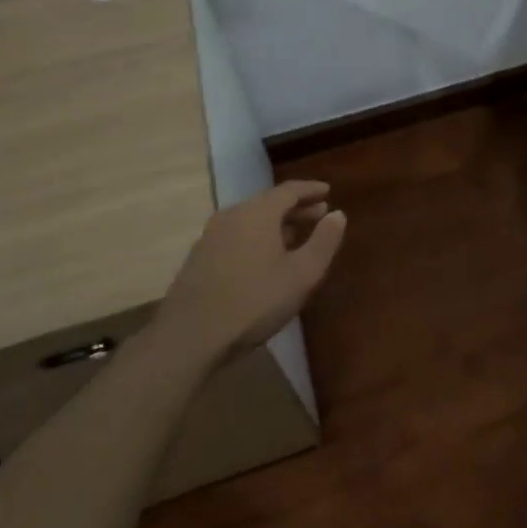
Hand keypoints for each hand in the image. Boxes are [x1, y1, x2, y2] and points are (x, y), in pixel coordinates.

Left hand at [159, 181, 346, 362]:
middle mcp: (233, 215)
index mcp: (258, 212)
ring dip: (276, 224)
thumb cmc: (254, 302)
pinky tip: (264, 259)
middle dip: (296, 207)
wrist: (189, 337)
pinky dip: (257, 237)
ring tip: (295, 237)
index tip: (328, 191)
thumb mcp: (301, 275)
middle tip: (319, 214)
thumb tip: (337, 214)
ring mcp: (211, 236)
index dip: (311, 190)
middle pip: (269, 202)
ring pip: (251, 219)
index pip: (290, 190)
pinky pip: (236, 235)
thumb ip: (323, 241)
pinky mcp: (199, 257)